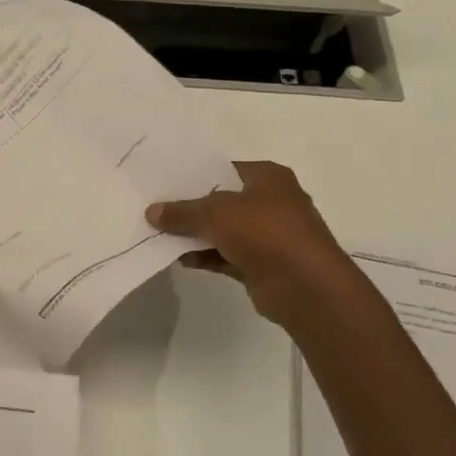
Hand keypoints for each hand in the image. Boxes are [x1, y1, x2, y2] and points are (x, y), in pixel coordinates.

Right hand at [146, 160, 354, 329]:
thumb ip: (182, 211)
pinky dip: (204, 256)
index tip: (163, 183)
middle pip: (221, 201)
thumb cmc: (264, 232)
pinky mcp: (261, 265)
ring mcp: (267, 236)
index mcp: (268, 177)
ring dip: (194, 235)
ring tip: (157, 234)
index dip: (194, 176)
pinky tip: (177, 258)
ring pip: (222, 230)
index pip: (224, 170)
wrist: (304, 285)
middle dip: (190, 207)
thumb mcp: (215, 213)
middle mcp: (270, 202)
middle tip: (154, 208)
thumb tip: (151, 211)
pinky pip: (225, 256)